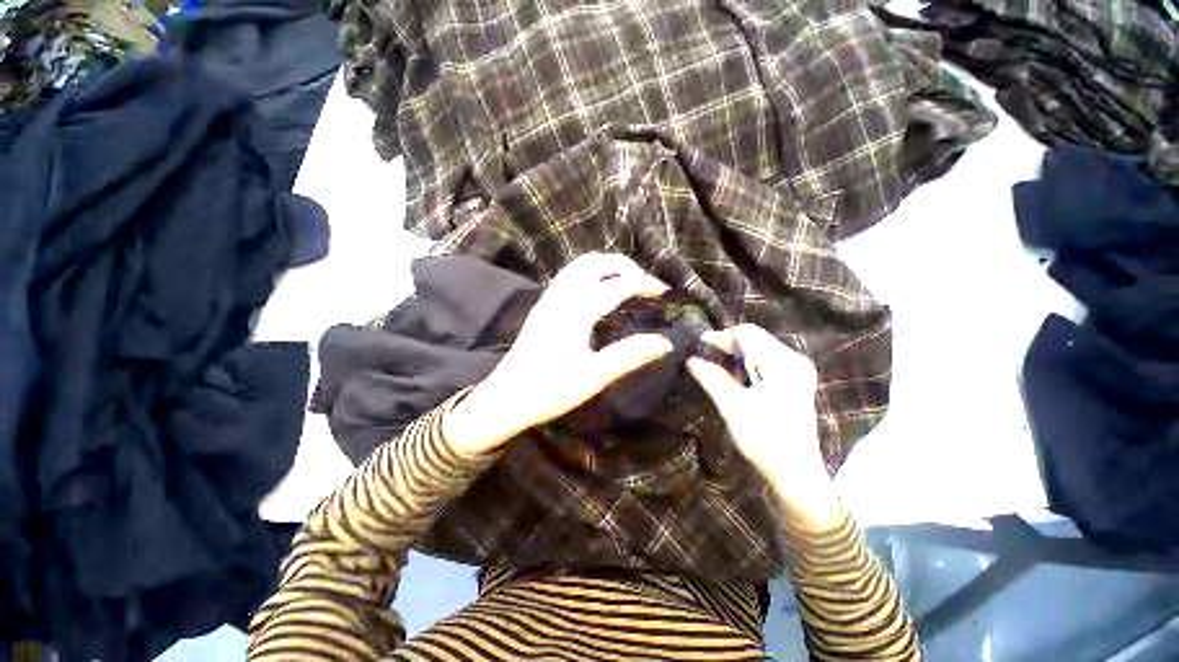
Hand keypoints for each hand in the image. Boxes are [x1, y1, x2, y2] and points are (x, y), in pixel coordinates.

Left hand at [443, 253, 673, 454]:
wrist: (505, 397)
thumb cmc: (549, 391)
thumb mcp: (593, 377)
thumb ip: (629, 356)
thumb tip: (666, 343)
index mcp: (575, 314)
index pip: (616, 284)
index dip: (643, 283)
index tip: (663, 292)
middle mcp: (561, 298)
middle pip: (595, 262)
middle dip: (625, 266)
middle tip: (645, 285)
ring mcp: (548, 298)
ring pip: (580, 264)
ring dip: (607, 266)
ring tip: (628, 283)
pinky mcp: (543, 304)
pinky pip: (570, 274)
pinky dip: (592, 271)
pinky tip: (601, 290)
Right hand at [686, 324, 840, 527]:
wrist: (796, 474)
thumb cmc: (766, 440)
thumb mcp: (733, 406)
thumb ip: (712, 378)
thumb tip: (690, 359)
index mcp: (784, 363)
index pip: (747, 333)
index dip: (720, 337)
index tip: (697, 349)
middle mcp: (794, 360)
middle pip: (753, 340)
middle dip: (725, 348)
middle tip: (702, 361)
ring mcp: (795, 371)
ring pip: (756, 351)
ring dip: (733, 359)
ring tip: (712, 371)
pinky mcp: (792, 382)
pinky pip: (762, 363)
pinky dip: (743, 368)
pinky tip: (731, 381)